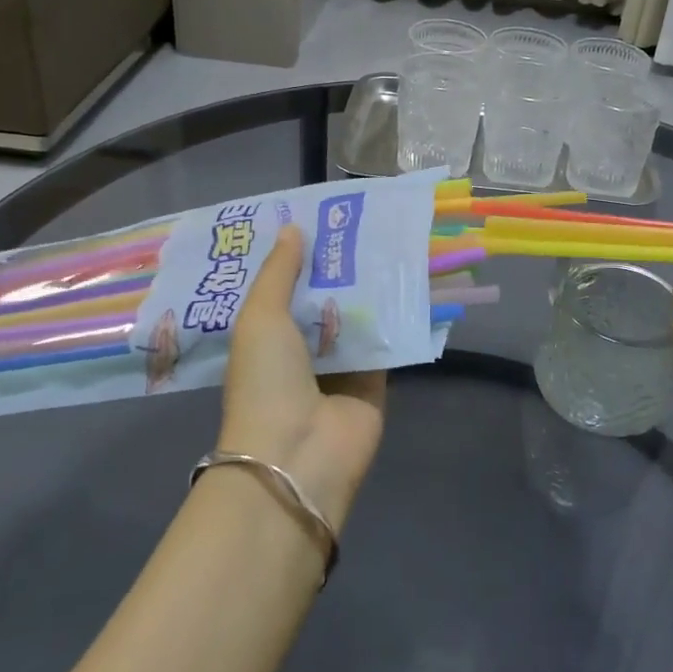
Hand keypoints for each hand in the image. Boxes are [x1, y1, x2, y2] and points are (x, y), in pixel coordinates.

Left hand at [217, 225, 386, 530]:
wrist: (298, 454)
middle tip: (362, 221)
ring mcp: (340, 366)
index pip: (284, 287)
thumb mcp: (261, 317)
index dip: (298, 256)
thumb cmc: (267, 380)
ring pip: (358, 315)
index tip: (318, 218)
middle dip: (339, 266)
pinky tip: (411, 279)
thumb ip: (279, 272)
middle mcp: (302, 349)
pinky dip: (397, 316)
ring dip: (370, 286)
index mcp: (267, 336)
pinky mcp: (374, 380)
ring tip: (390, 239)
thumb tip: (294, 228)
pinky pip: (386, 340)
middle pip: (324, 298)